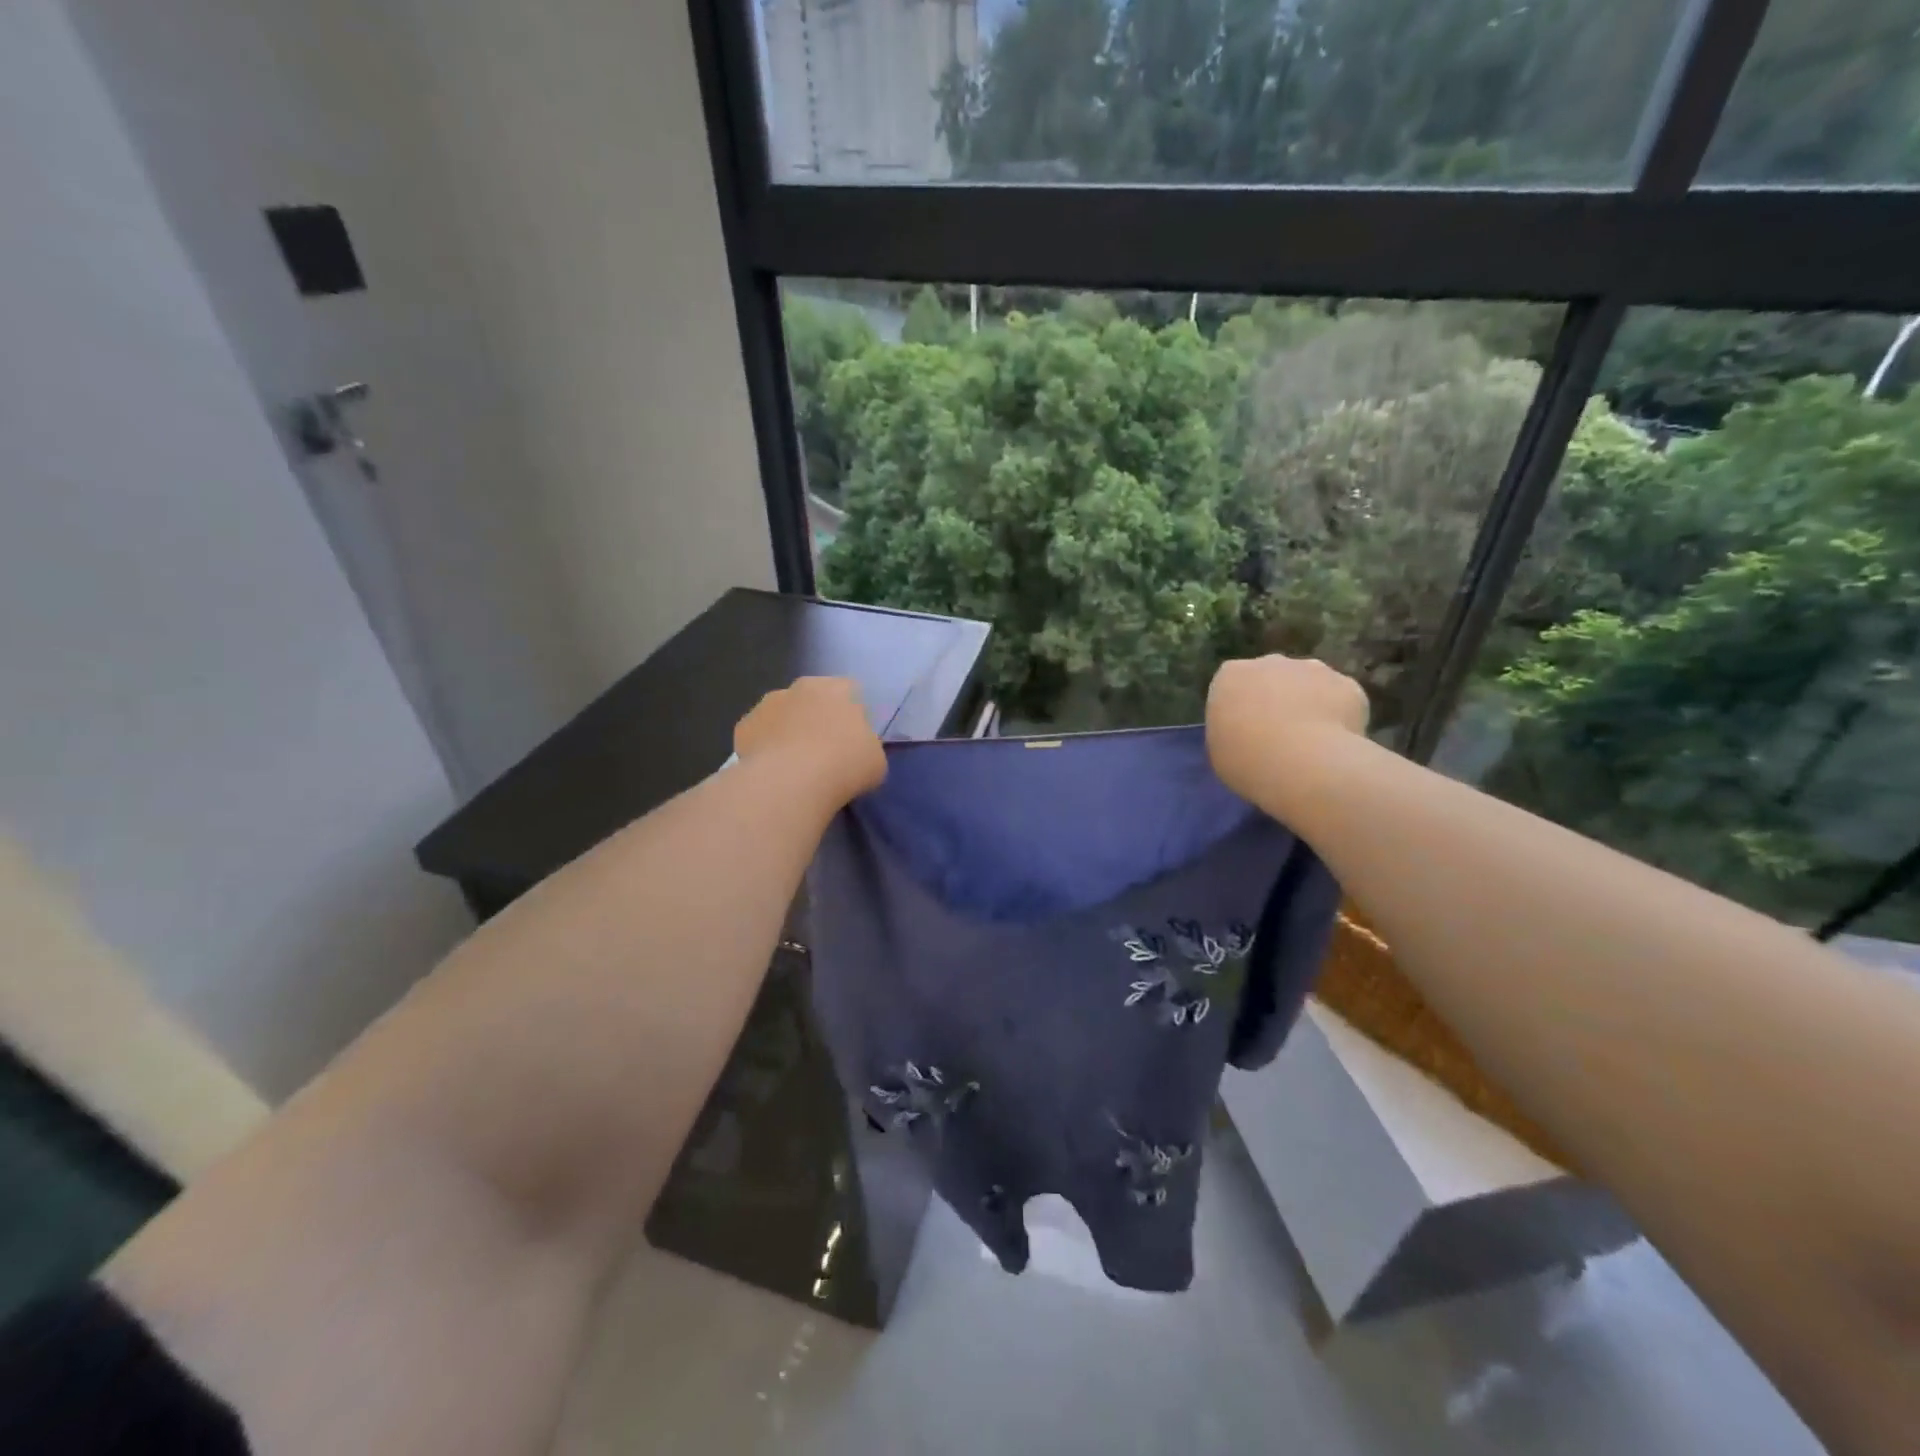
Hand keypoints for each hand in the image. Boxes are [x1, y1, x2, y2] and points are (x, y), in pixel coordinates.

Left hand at [734, 676, 886, 809]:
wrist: (792, 781)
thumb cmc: (844, 765)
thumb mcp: (875, 760)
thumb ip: (865, 747)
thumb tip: (855, 750)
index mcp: (837, 688)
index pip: (849, 692)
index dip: (851, 716)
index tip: (852, 741)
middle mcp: (800, 687)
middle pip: (812, 700)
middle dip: (816, 719)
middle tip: (824, 752)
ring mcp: (767, 704)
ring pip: (782, 715)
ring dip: (788, 732)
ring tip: (795, 766)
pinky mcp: (743, 726)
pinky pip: (760, 736)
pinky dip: (765, 749)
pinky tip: (773, 772)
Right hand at [1206, 655, 1369, 802]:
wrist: (1303, 764)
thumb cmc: (1247, 760)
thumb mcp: (1218, 751)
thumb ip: (1231, 732)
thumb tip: (1245, 734)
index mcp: (1231, 676)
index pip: (1232, 685)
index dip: (1240, 709)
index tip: (1245, 733)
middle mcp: (1270, 662)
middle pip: (1272, 677)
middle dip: (1276, 699)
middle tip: (1278, 736)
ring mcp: (1312, 669)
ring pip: (1309, 684)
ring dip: (1308, 703)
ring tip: (1310, 742)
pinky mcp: (1347, 684)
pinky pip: (1340, 700)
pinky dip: (1339, 717)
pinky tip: (1336, 744)